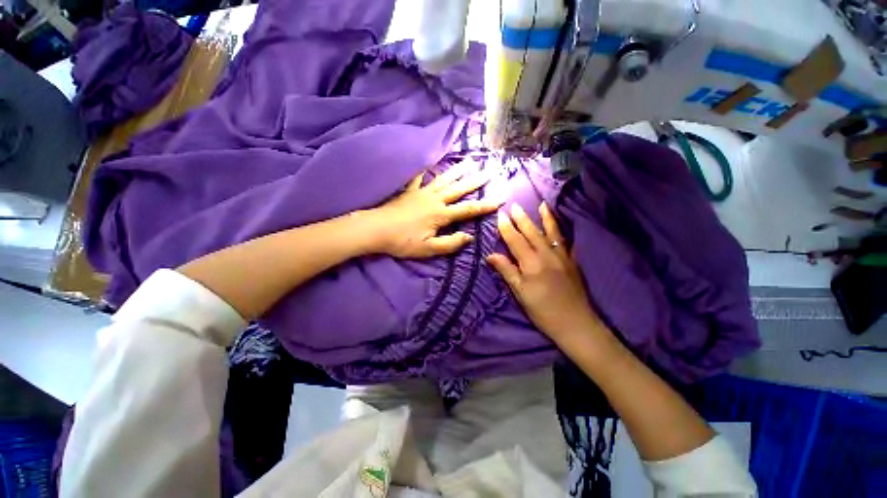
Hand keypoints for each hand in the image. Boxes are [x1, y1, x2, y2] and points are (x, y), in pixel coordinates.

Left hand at [365, 165, 501, 257]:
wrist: (375, 230)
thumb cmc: (402, 241)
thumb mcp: (428, 249)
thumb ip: (450, 243)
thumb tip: (469, 237)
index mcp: (440, 215)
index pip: (468, 210)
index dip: (485, 205)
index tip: (500, 198)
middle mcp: (434, 200)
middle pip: (458, 189)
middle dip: (475, 181)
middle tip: (489, 171)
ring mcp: (421, 193)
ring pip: (443, 180)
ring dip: (457, 171)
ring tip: (469, 162)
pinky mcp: (409, 192)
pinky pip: (418, 179)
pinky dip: (423, 170)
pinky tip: (427, 162)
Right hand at [487, 202, 602, 340]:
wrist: (575, 323)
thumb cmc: (542, 310)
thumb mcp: (520, 293)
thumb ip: (507, 271)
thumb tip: (491, 255)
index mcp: (531, 263)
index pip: (515, 240)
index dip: (506, 227)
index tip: (500, 214)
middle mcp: (547, 255)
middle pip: (532, 232)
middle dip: (522, 218)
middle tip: (514, 205)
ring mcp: (562, 257)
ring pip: (551, 233)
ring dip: (545, 218)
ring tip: (541, 204)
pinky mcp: (572, 262)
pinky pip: (565, 241)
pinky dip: (562, 231)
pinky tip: (561, 225)